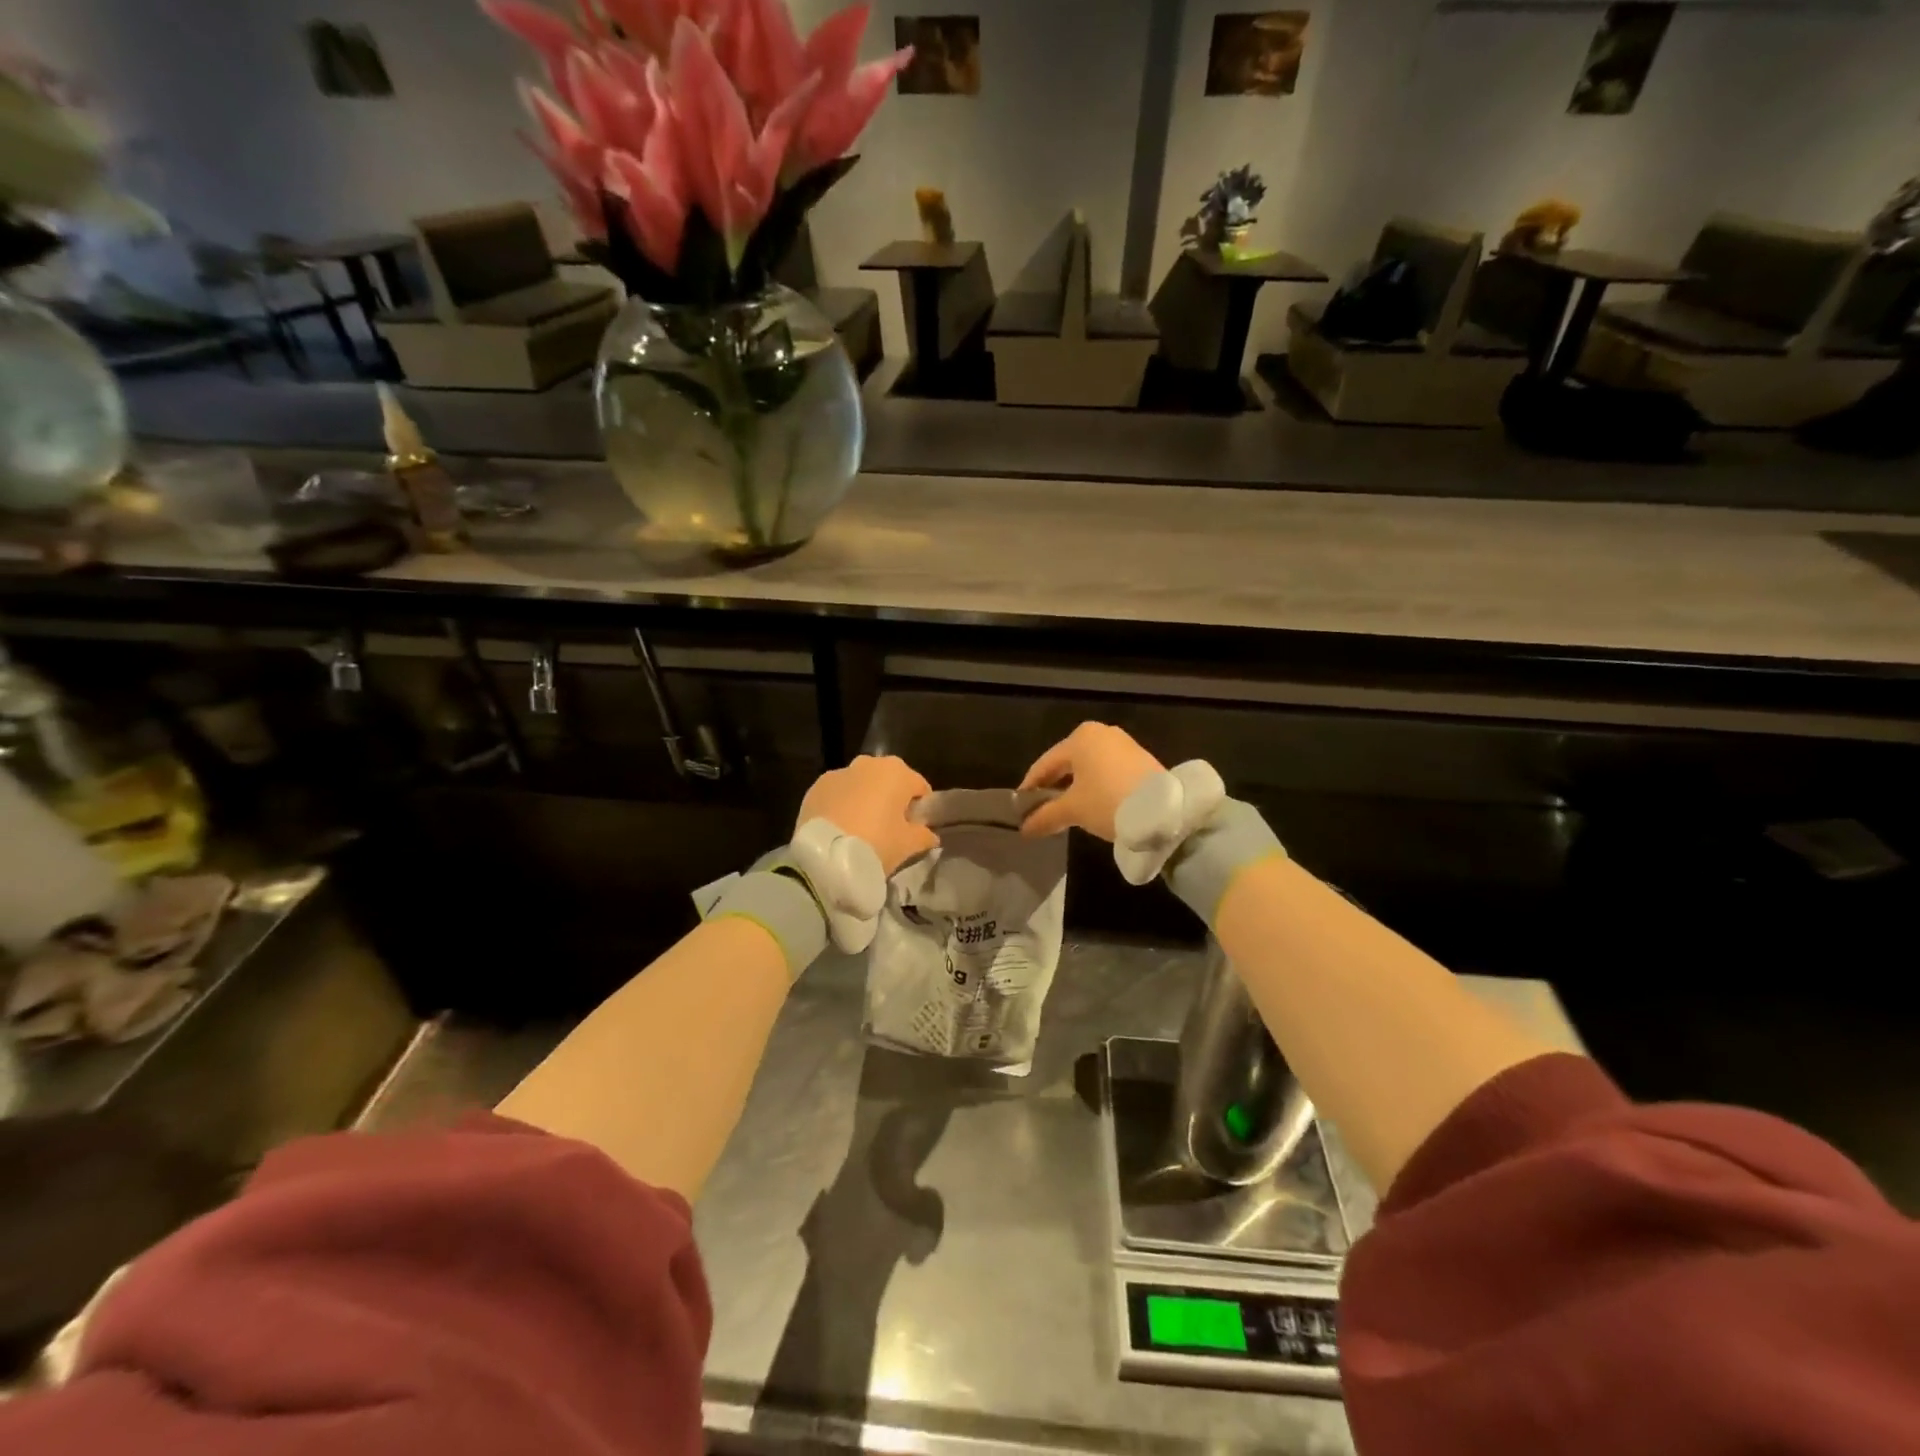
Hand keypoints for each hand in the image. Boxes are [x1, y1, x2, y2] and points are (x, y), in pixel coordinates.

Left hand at [796, 756, 938, 874]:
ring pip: (860, 785)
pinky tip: (840, 828)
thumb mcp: (908, 844)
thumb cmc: (876, 844)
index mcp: (897, 772)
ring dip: (864, 800)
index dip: (921, 807)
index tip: (917, 827)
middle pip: (888, 781)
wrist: (825, 856)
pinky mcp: (815, 788)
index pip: (919, 786)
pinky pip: (837, 794)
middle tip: (890, 828)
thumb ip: (924, 835)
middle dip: (891, 799)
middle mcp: (868, 764)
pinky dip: (841, 805)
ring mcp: (838, 773)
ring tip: (861, 829)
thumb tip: (930, 835)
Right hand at [1019, 723, 1164, 840]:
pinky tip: (1093, 805)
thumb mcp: (1072, 810)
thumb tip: (1025, 829)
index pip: (1044, 764)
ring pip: (1088, 768)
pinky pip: (1107, 771)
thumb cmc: (1108, 801)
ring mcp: (1124, 744)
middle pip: (1067, 763)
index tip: (1020, 808)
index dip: (1030, 787)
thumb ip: (1045, 816)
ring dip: (1075, 788)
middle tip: (1041, 811)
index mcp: (1079, 738)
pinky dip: (1096, 786)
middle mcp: (1101, 733)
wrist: (1164, 812)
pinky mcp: (1141, 759)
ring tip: (1066, 812)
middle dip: (1053, 788)